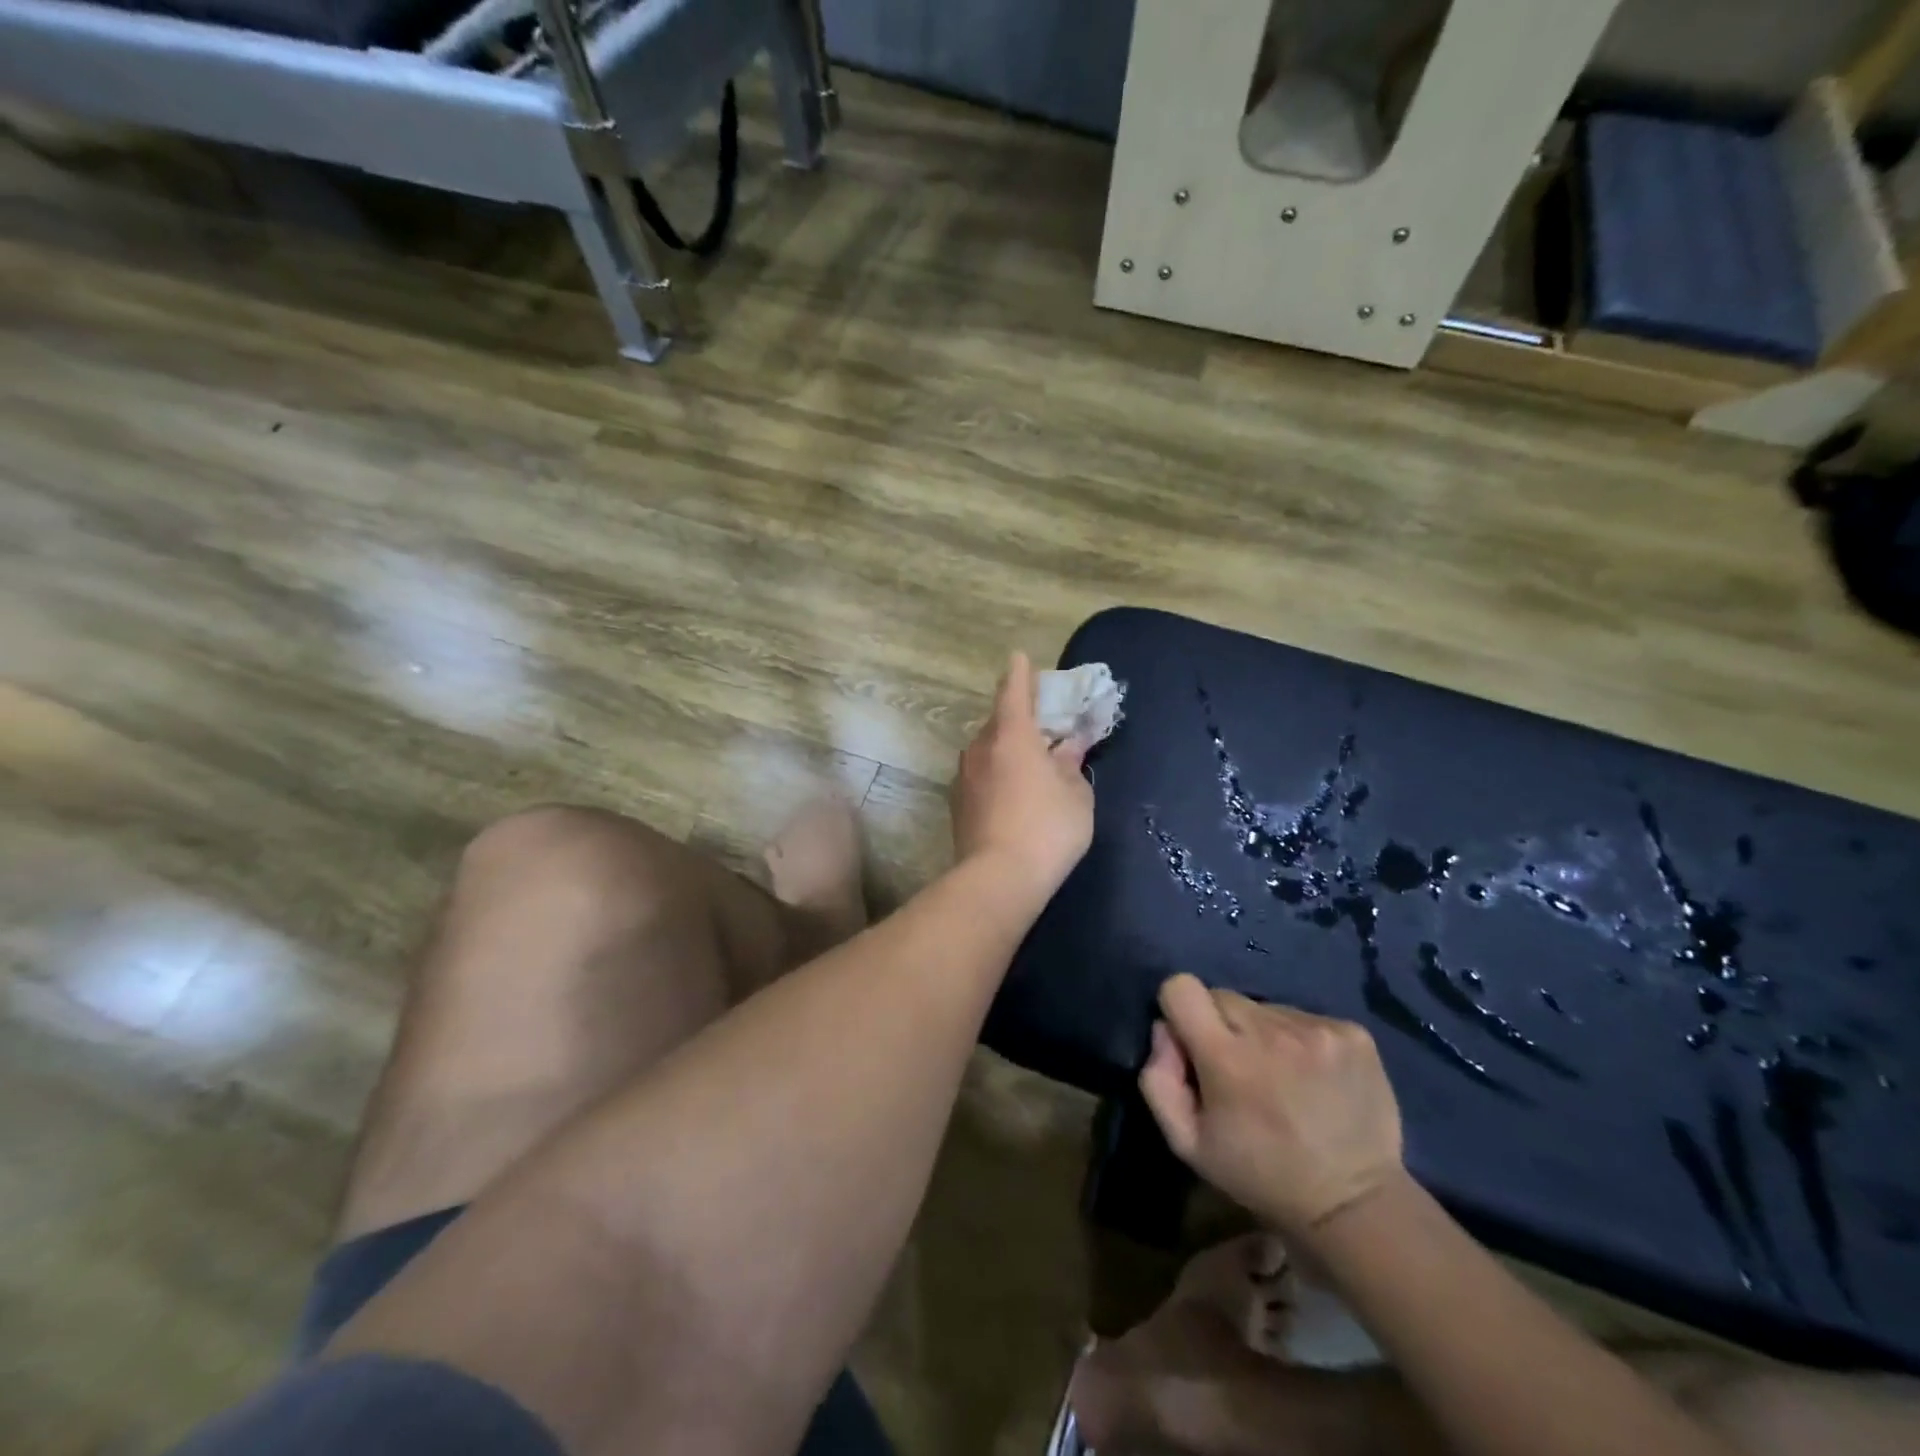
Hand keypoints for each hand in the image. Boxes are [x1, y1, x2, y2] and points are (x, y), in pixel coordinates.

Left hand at [950, 652, 1094, 899]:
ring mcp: (964, 776)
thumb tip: (1068, 746)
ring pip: (987, 750)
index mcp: (1013, 735)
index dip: (1019, 674)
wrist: (998, 879)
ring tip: (1028, 765)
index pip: (1014, 691)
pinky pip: (979, 775)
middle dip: (1018, 719)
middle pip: (999, 722)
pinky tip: (1011, 794)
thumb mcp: (1076, 796)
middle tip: (1041, 727)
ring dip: (1005, 749)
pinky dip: (995, 774)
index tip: (1019, 657)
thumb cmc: (1048, 829)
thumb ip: (1071, 764)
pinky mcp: (956, 804)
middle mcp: (981, 748)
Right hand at [1138, 974, 1404, 1238]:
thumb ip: (1158, 1080)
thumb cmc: (1260, 1174)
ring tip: (1281, 1077)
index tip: (1192, 1042)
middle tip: (1238, 1069)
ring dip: (1262, 1034)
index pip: (1182, 988)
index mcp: (1227, 1058)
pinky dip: (1298, 1040)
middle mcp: (1272, 1032)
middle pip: (1222, 996)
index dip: (1179, 1010)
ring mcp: (1318, 1030)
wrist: (1355, 1203)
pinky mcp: (1353, 1033)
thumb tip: (1164, 1030)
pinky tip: (1311, 1077)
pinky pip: (1303, 1017)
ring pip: (1263, 1008)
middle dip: (1221, 1026)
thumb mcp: (1188, 1143)